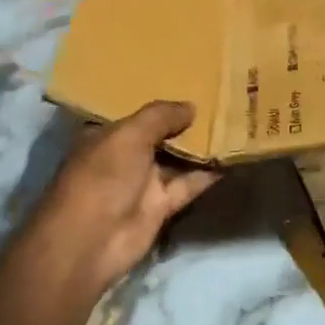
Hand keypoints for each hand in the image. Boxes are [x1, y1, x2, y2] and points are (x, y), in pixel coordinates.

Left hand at [16, 101, 221, 297]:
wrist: (91, 241)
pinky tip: (230, 156)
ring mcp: (142, 183)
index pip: (138, 114)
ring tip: (234, 123)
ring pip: (177, 160)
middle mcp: (124, 157)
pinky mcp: (160, 207)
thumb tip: (191, 106)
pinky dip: (207, 173)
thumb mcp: (129, 135)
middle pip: (160, 136)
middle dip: (186, 123)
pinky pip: (188, 185)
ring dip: (201, 147)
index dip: (162, 102)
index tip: (192, 84)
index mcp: (106, 135)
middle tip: (222, 100)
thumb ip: (161, 116)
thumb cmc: (103, 176)